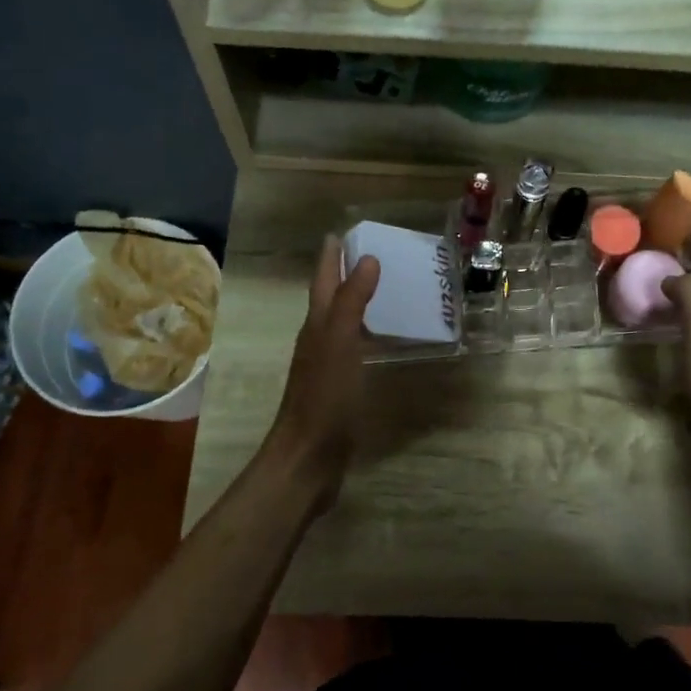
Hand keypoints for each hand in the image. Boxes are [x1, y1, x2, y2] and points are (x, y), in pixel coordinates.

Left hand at [267, 235, 379, 502]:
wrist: (308, 458)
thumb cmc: (324, 399)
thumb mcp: (339, 344)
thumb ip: (351, 302)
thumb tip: (366, 258)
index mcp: (317, 326)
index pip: (323, 281)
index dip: (331, 257)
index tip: (341, 232)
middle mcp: (318, 341)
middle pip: (329, 299)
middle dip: (344, 275)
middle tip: (370, 254)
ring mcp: (327, 367)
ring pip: (341, 324)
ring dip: (356, 304)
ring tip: (382, 289)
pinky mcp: (339, 389)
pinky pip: (354, 350)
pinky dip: (365, 335)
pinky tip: (381, 340)